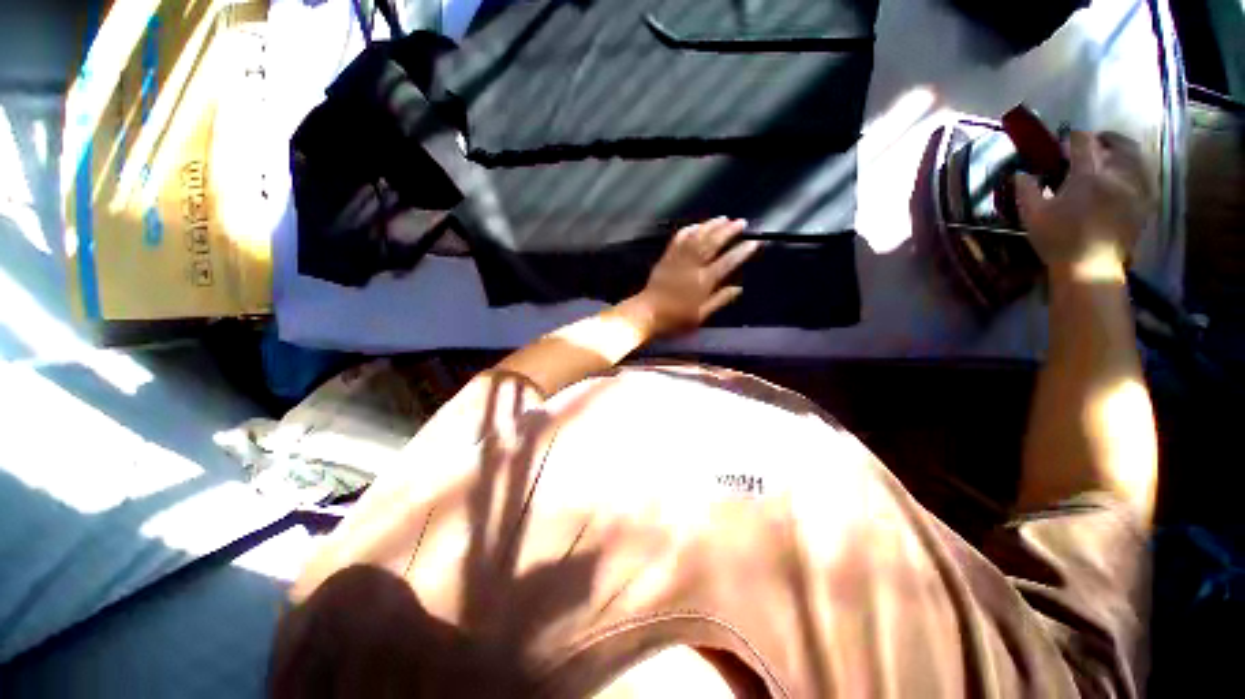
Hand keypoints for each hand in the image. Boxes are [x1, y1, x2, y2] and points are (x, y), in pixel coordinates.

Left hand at [623, 217, 760, 336]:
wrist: (646, 313)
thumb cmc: (675, 319)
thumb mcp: (700, 316)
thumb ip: (719, 300)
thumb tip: (738, 289)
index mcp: (702, 282)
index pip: (727, 262)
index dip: (741, 252)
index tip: (753, 242)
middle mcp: (692, 266)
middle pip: (712, 243)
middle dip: (728, 231)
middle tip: (741, 222)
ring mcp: (678, 260)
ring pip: (697, 237)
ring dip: (711, 225)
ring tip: (724, 218)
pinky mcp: (666, 257)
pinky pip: (679, 239)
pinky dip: (690, 229)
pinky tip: (697, 225)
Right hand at [1015, 131, 1153, 281]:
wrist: (1090, 268)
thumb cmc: (1058, 240)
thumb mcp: (1032, 216)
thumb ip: (1027, 190)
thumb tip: (1021, 173)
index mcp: (1087, 176)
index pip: (1083, 142)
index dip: (1072, 138)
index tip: (1063, 143)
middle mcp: (1116, 175)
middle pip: (1118, 143)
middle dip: (1104, 138)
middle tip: (1093, 143)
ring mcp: (1135, 188)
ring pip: (1136, 156)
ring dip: (1123, 150)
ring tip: (1112, 155)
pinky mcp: (1145, 202)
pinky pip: (1146, 174)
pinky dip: (1137, 168)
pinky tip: (1128, 174)